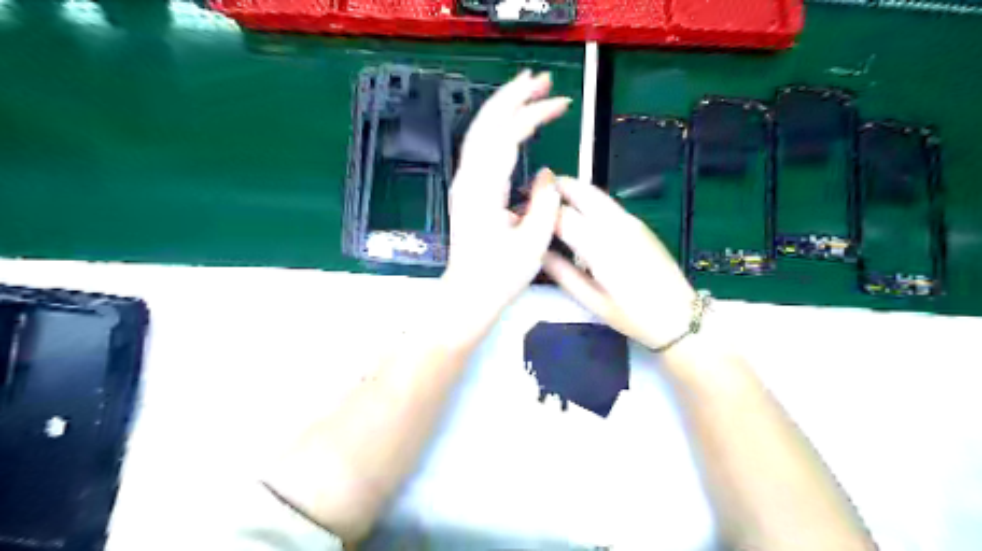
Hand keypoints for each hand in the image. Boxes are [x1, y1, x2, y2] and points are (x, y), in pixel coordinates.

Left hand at [444, 71, 572, 316]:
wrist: (469, 294)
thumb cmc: (500, 275)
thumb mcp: (532, 242)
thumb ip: (543, 201)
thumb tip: (545, 173)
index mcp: (483, 189)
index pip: (506, 136)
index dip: (533, 114)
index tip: (560, 103)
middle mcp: (468, 179)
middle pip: (486, 123)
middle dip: (513, 96)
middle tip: (542, 79)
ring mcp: (464, 183)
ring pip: (479, 132)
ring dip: (503, 107)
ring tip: (528, 91)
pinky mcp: (467, 190)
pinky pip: (480, 148)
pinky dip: (497, 128)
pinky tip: (511, 125)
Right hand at [536, 177, 697, 348]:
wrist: (679, 316)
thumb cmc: (633, 315)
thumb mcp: (591, 301)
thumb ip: (561, 273)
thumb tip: (536, 252)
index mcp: (602, 247)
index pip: (562, 216)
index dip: (538, 210)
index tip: (520, 212)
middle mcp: (617, 225)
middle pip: (581, 191)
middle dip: (555, 186)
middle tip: (533, 191)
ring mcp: (631, 222)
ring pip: (595, 193)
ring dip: (571, 190)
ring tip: (549, 200)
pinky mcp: (639, 224)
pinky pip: (607, 203)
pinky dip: (587, 200)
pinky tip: (576, 213)